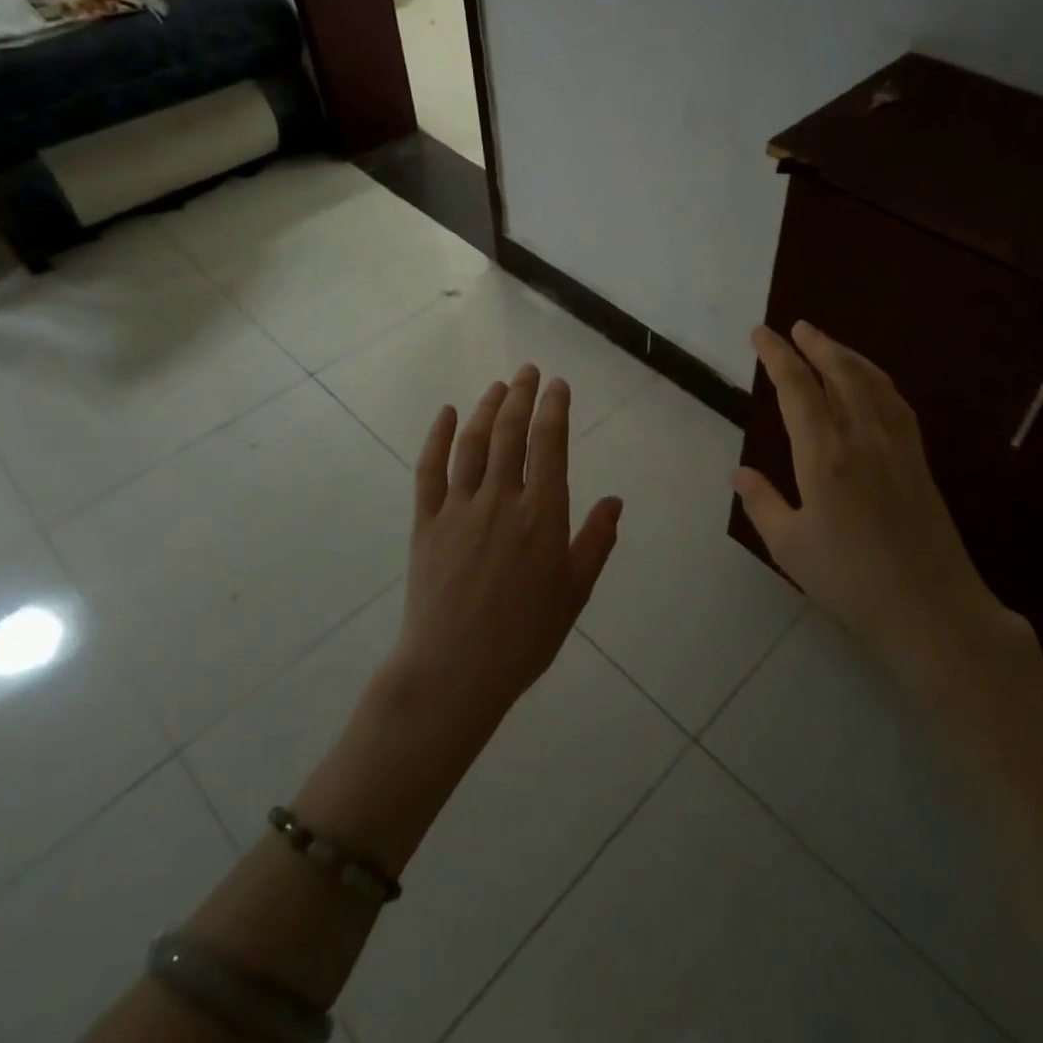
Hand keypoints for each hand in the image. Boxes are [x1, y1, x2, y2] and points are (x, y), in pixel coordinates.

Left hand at [388, 365, 623, 736]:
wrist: (455, 671)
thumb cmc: (524, 637)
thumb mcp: (574, 593)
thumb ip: (596, 542)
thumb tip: (615, 500)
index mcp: (543, 515)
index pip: (550, 445)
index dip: (554, 409)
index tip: (557, 385)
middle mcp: (502, 500)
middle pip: (512, 433)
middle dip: (522, 395)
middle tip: (528, 371)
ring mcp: (460, 508)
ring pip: (474, 443)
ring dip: (487, 408)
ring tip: (498, 387)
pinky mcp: (426, 522)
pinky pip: (429, 469)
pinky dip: (438, 437)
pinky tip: (448, 414)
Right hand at [732, 322, 1027, 684]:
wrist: (930, 609)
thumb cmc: (850, 581)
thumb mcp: (789, 547)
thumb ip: (761, 503)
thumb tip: (739, 472)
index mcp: (824, 456)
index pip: (797, 389)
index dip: (777, 356)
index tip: (760, 334)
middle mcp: (862, 438)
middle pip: (840, 372)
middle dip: (816, 344)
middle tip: (796, 327)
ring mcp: (897, 446)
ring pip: (872, 382)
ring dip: (848, 355)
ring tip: (828, 344)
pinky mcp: (919, 460)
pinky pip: (896, 403)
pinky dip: (877, 380)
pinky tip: (872, 383)